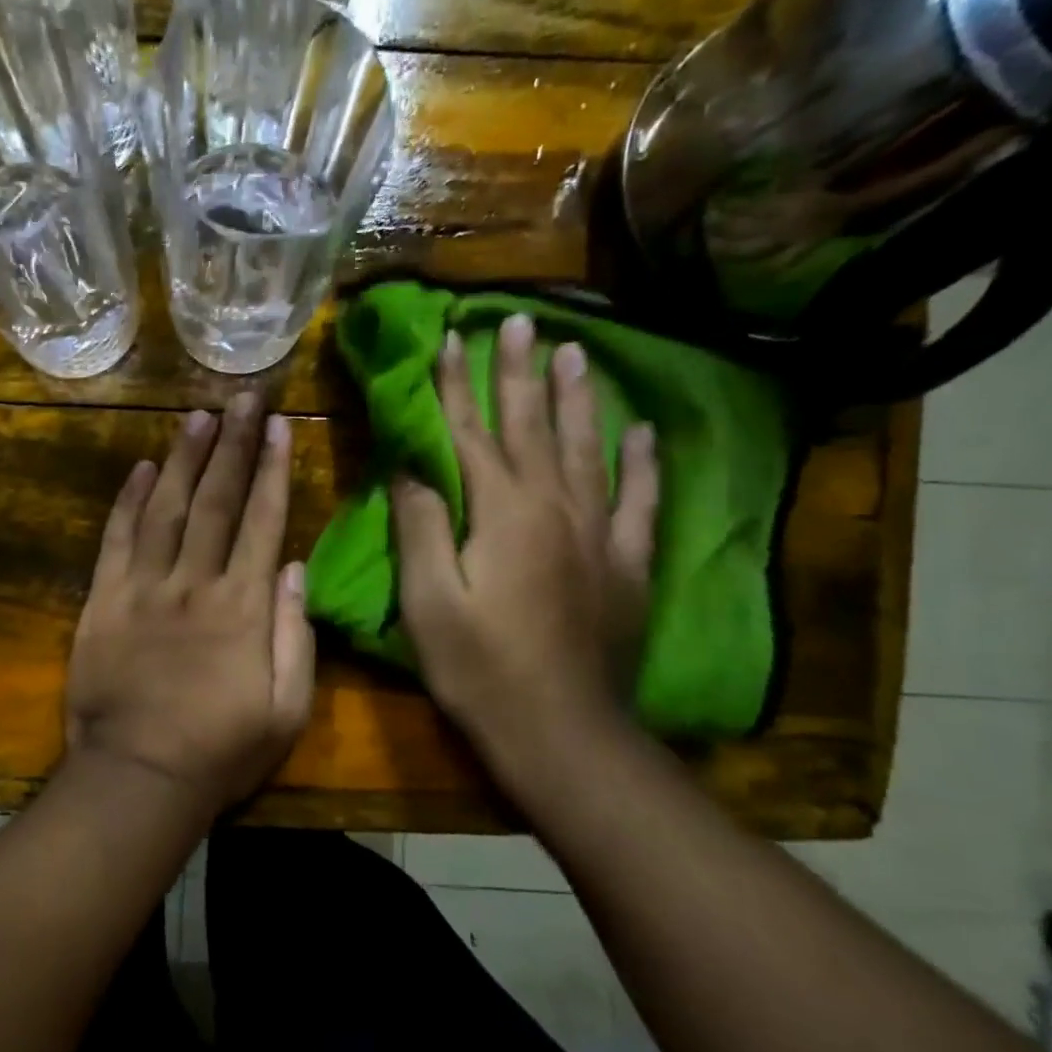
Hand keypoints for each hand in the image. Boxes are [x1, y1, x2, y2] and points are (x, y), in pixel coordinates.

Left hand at [66, 392, 315, 814]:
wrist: (138, 778)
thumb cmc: (221, 751)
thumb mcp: (286, 710)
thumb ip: (296, 636)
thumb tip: (295, 569)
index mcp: (244, 607)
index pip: (263, 520)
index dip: (273, 469)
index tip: (280, 426)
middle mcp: (195, 583)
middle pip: (217, 500)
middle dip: (233, 445)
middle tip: (243, 398)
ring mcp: (144, 588)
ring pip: (168, 508)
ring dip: (184, 459)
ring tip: (198, 415)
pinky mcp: (103, 602)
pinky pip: (117, 540)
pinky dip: (129, 501)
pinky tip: (142, 469)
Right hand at [391, 316, 659, 785]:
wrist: (561, 732)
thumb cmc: (479, 669)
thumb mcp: (428, 601)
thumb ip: (421, 527)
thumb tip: (410, 468)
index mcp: (502, 513)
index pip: (471, 433)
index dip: (457, 385)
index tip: (450, 338)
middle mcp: (555, 507)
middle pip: (532, 426)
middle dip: (520, 372)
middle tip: (520, 319)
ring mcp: (598, 534)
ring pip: (587, 449)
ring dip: (577, 398)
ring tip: (576, 351)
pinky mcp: (626, 565)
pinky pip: (637, 501)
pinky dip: (640, 463)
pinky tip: (641, 432)